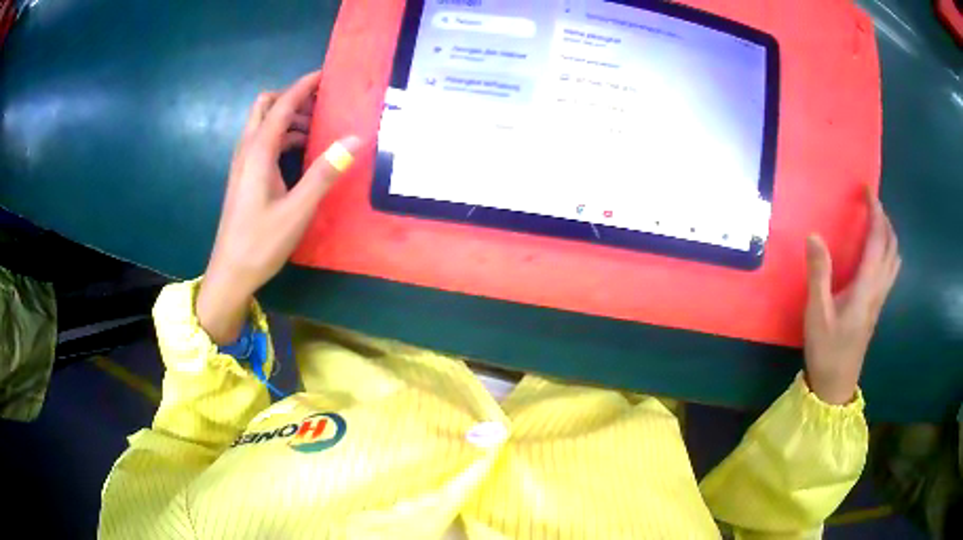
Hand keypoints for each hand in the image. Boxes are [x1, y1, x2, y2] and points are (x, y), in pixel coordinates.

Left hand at [196, 71, 360, 343]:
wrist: (229, 274)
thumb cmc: (261, 243)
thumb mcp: (297, 210)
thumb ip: (324, 173)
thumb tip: (355, 140)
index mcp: (258, 152)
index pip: (282, 106)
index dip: (303, 86)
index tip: (326, 75)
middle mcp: (247, 151)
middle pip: (264, 107)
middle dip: (291, 99)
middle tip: (320, 108)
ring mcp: (242, 165)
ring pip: (263, 125)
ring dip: (288, 119)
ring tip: (318, 132)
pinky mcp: (244, 178)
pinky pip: (262, 143)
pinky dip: (282, 137)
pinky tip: (299, 156)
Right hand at [803, 189, 900, 404]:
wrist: (836, 385)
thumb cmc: (827, 349)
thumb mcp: (817, 313)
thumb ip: (818, 273)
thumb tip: (814, 235)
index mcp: (866, 286)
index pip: (878, 239)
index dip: (875, 212)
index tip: (868, 190)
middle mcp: (879, 288)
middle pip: (892, 246)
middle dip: (885, 220)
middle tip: (871, 204)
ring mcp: (880, 299)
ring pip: (895, 259)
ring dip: (889, 235)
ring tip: (876, 223)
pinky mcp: (877, 307)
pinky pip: (891, 270)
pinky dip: (888, 251)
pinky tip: (878, 253)